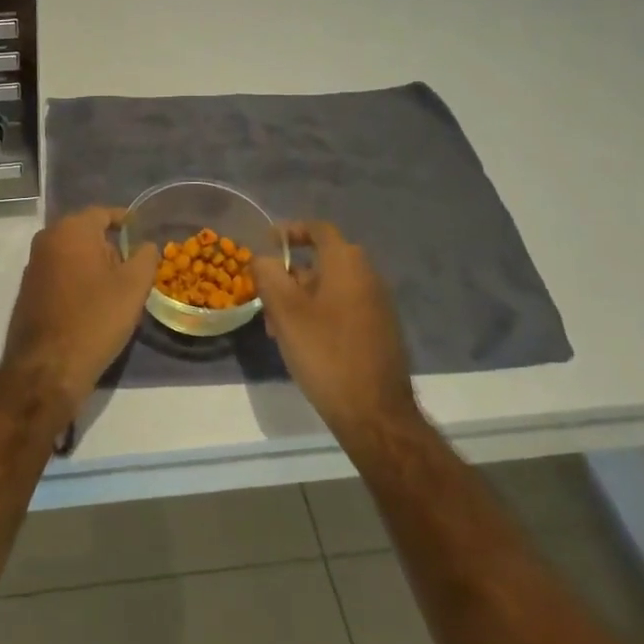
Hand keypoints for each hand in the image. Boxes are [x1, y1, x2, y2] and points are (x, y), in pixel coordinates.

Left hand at [2, 208, 158, 423]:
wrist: (48, 368)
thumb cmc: (95, 319)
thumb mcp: (133, 287)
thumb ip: (146, 257)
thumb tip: (146, 244)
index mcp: (71, 229)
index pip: (103, 213)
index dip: (126, 222)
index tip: (142, 235)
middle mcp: (47, 239)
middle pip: (86, 232)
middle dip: (110, 246)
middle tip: (132, 270)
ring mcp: (33, 265)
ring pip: (72, 253)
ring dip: (93, 265)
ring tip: (115, 291)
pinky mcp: (28, 289)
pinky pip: (59, 273)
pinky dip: (77, 280)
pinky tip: (91, 306)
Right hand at [252, 222, 417, 444]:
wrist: (375, 414)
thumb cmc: (325, 353)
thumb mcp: (285, 310)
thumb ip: (268, 274)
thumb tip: (263, 258)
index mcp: (347, 263)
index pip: (318, 229)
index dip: (290, 231)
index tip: (267, 243)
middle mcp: (368, 276)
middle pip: (322, 261)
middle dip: (289, 276)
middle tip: (266, 297)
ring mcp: (378, 305)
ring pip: (330, 288)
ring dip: (301, 299)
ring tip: (277, 329)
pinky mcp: (380, 331)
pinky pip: (344, 308)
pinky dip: (319, 315)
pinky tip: (302, 344)